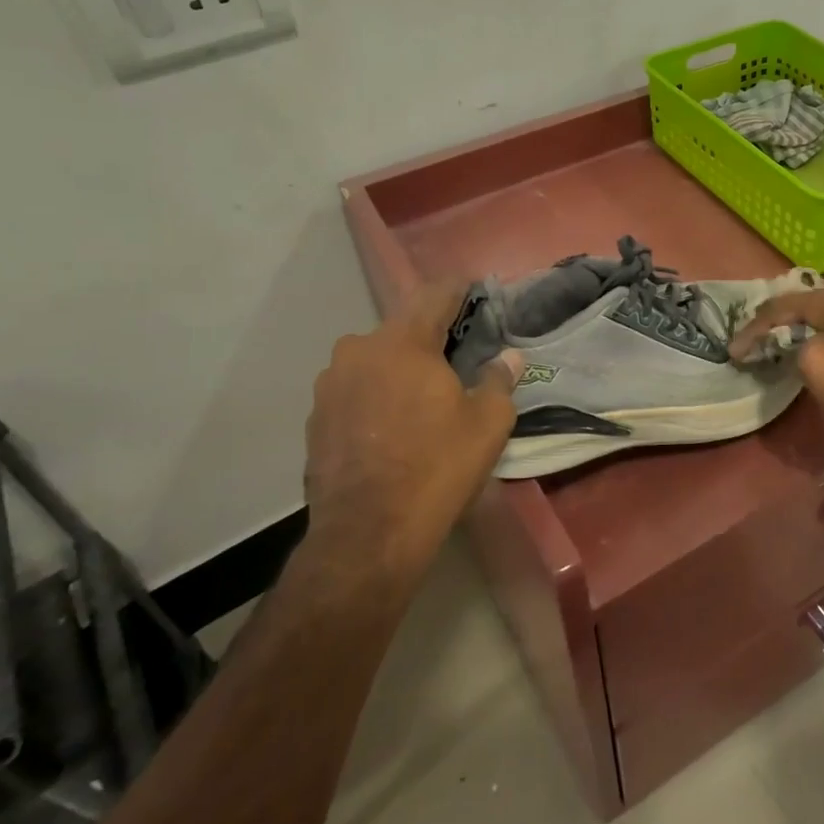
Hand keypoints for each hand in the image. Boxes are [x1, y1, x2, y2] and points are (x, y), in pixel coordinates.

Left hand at [304, 281, 521, 578]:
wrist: (368, 534)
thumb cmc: (437, 467)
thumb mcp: (488, 424)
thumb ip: (499, 380)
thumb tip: (508, 357)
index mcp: (403, 342)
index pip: (434, 296)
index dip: (457, 289)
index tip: (473, 288)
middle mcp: (358, 350)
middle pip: (401, 329)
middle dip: (428, 337)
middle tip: (455, 356)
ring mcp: (330, 384)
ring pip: (374, 360)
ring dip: (398, 368)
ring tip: (421, 396)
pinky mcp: (314, 418)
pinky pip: (354, 391)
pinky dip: (375, 396)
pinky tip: (391, 426)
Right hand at [728, 286, 823, 452]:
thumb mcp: (816, 362)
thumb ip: (794, 347)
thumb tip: (797, 347)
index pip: (781, 305)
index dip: (753, 328)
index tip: (732, 353)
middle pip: (803, 307)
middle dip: (774, 325)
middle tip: (751, 344)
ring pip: (822, 322)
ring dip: (795, 336)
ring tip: (774, 351)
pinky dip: (816, 346)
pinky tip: (812, 360)